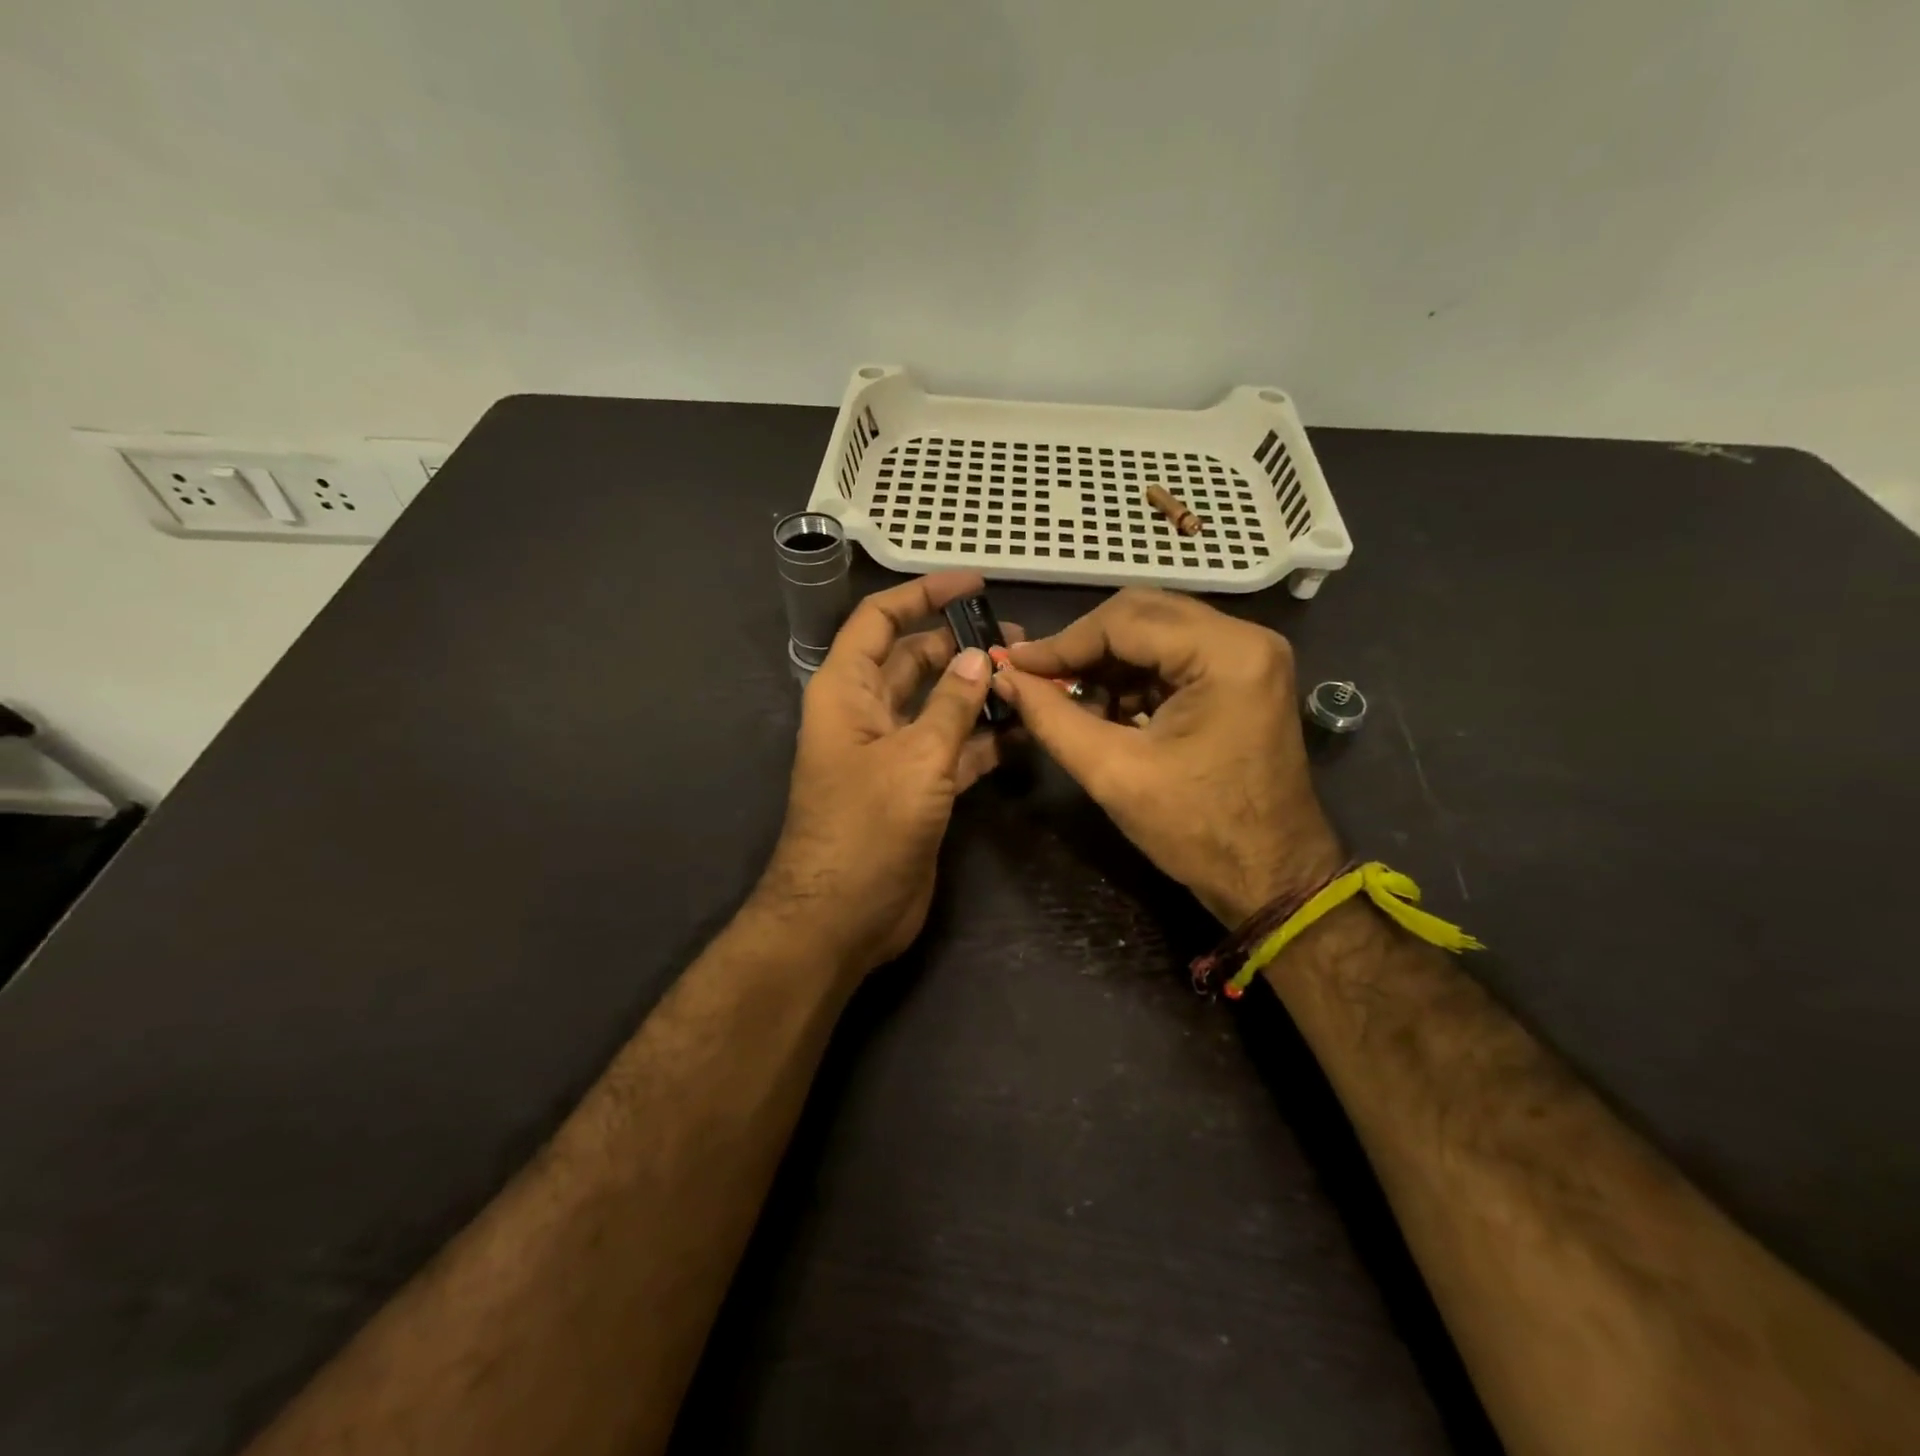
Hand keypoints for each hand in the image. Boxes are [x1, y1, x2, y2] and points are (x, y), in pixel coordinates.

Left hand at [756, 572, 1018, 978]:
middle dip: (962, 645)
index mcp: (847, 690)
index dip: (923, 595)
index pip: (880, 620)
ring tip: (1032, 680)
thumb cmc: (867, 828)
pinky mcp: (916, 787)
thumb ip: (952, 705)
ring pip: (940, 704)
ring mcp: (893, 751)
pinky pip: (954, 748)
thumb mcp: (915, 758)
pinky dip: (984, 738)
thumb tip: (980, 658)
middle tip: (1021, 641)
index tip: (975, 585)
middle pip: (916, 660)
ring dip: (979, 692)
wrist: (843, 916)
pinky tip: (1024, 730)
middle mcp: (868, 712)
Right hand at [993, 587, 1341, 925]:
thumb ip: (1052, 718)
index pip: (1125, 620)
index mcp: (1225, 654)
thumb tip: (1004, 678)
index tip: (1015, 666)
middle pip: (1142, 614)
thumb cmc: (1197, 831)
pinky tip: (1104, 708)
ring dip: (1107, 662)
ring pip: (1156, 632)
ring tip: (1066, 698)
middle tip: (1037, 676)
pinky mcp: (1243, 677)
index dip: (1062, 643)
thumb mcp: (1113, 773)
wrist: (1272, 878)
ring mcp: (1249, 656)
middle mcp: (1246, 638)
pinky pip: (1174, 656)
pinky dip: (1133, 677)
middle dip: (1084, 647)